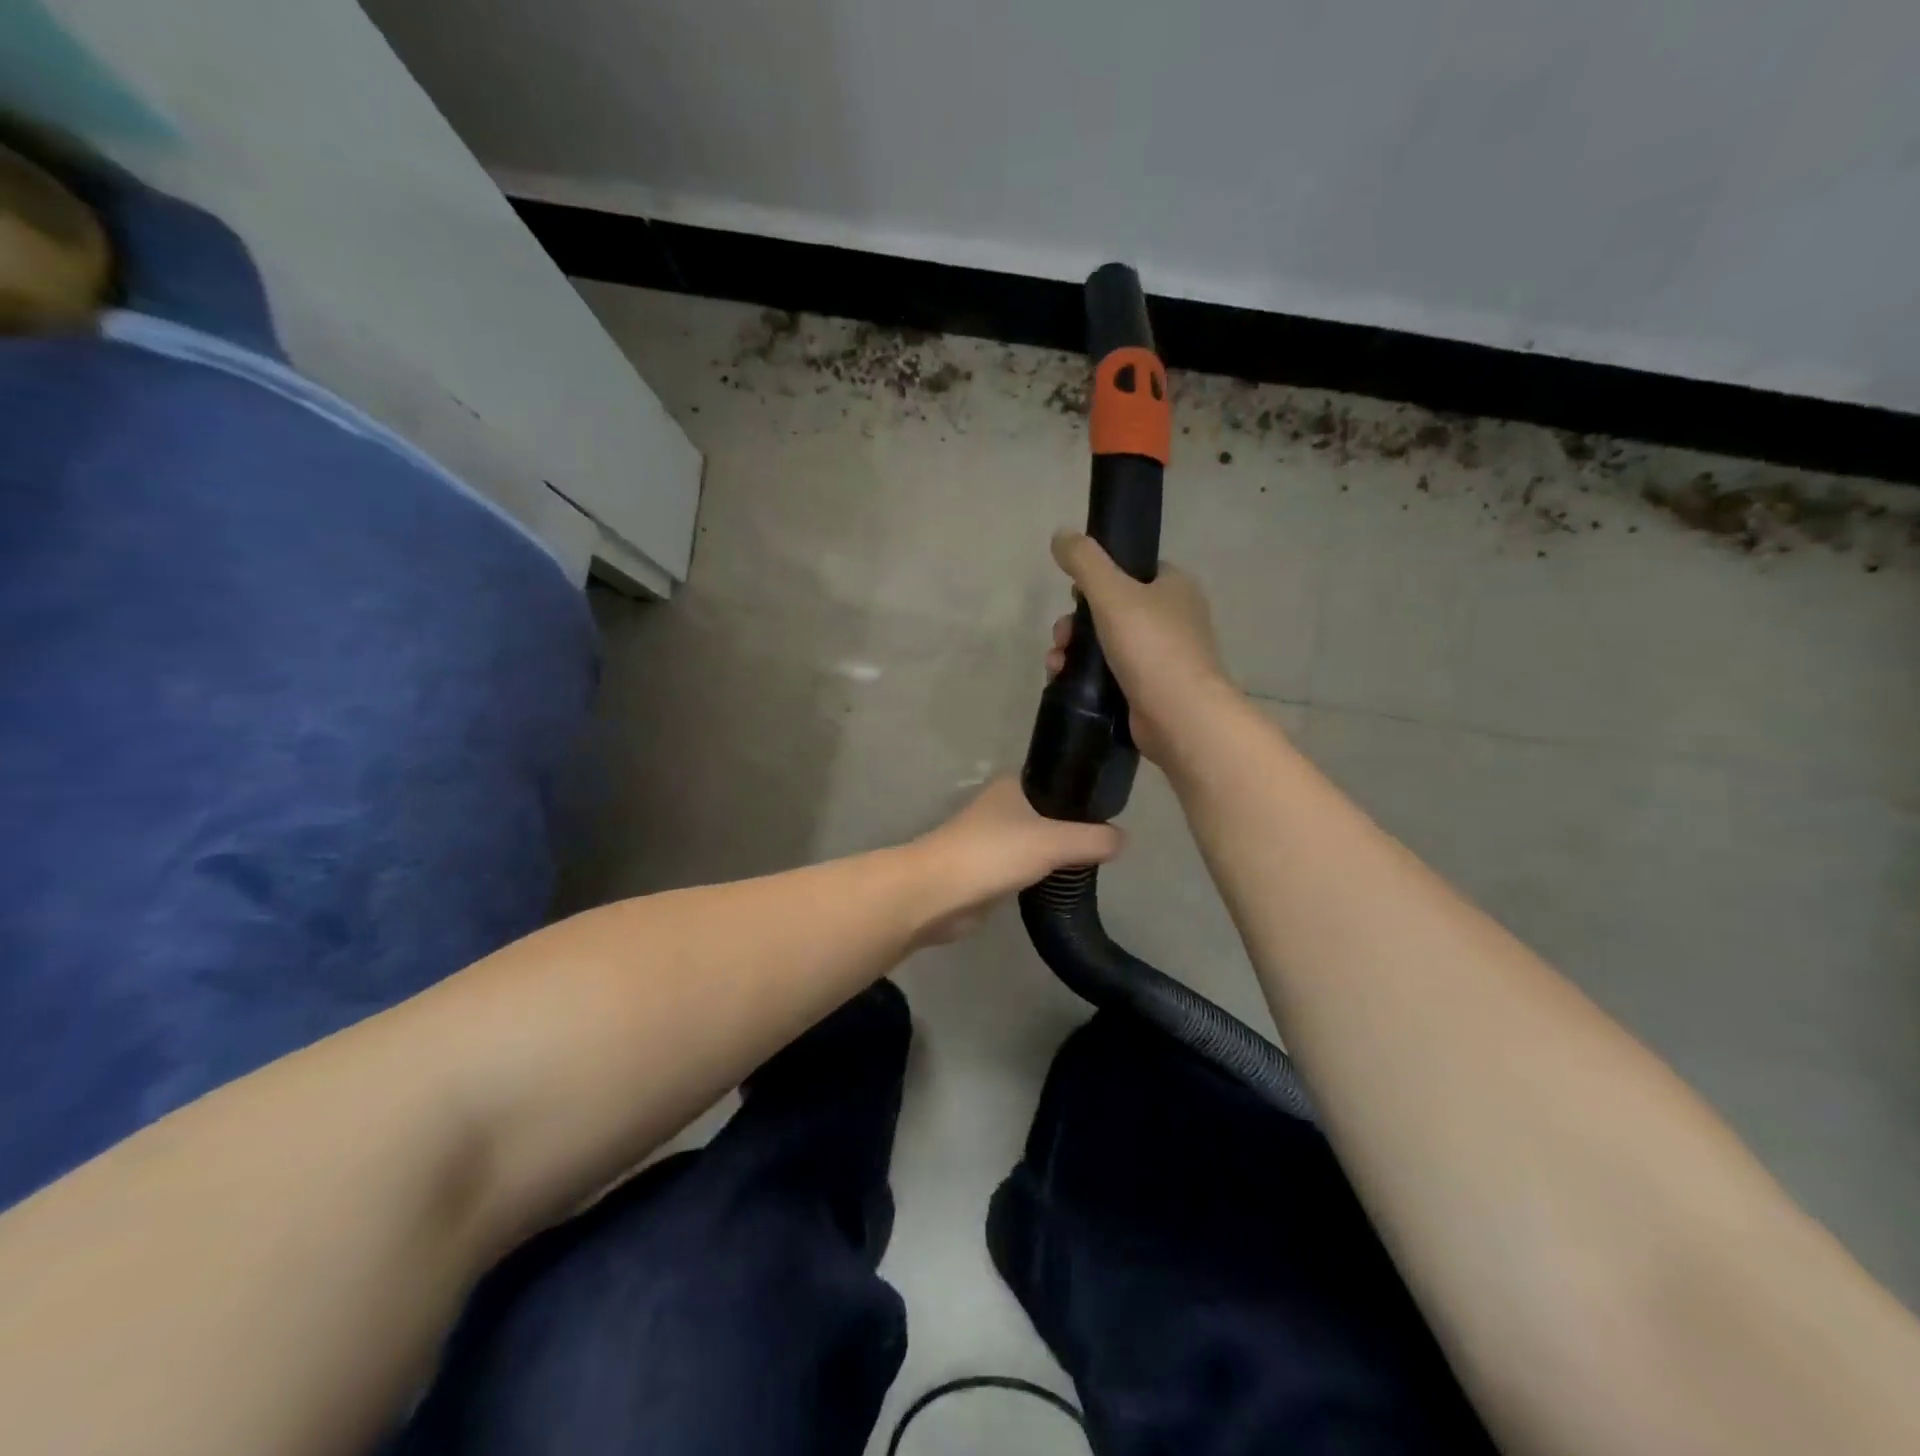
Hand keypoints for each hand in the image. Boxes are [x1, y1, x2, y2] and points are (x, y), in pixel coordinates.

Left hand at [908, 777, 1122, 944]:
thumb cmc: (992, 853)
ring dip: (1060, 851)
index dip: (1086, 791)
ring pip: (1039, 840)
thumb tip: (1124, 840)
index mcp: (1013, 785)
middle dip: (1077, 825)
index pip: (1059, 779)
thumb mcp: (1052, 841)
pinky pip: (1027, 866)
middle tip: (1112, 841)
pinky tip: (1067, 880)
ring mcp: (994, 839)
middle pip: (1051, 811)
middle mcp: (1003, 806)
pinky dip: (1044, 872)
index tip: (1116, 808)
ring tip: (1097, 861)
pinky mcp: (990, 870)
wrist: (937, 893)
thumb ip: (1092, 839)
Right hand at [1047, 531, 1235, 764]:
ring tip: (1057, 664)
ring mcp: (1162, 657)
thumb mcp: (1112, 592)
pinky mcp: (1148, 689)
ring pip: (1105, 644)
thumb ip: (1085, 561)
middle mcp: (1172, 619)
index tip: (1074, 595)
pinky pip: (1108, 674)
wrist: (1180, 715)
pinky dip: (1084, 675)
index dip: (1097, 579)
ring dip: (1073, 650)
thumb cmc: (1151, 646)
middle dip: (1076, 623)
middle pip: (1111, 609)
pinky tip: (1063, 681)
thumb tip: (1061, 535)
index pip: (1132, 571)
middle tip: (1062, 637)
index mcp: (1174, 588)